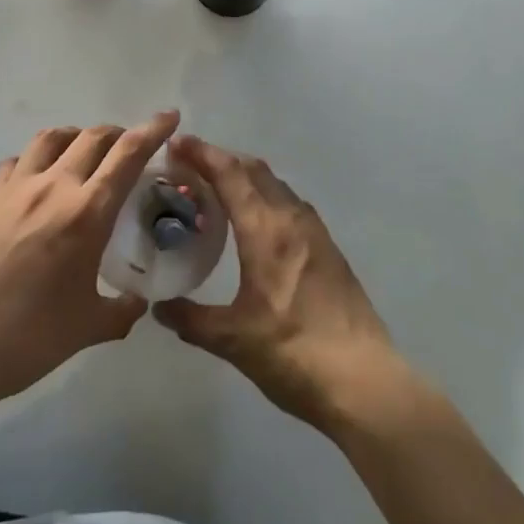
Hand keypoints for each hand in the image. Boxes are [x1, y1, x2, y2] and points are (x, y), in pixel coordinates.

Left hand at [0, 111, 179, 402]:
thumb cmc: (30, 337)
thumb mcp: (90, 327)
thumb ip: (122, 310)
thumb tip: (138, 301)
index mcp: (88, 212)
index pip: (129, 153)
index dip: (153, 129)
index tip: (170, 116)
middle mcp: (55, 186)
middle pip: (93, 136)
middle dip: (118, 134)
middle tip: (129, 149)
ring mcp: (17, 187)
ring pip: (53, 138)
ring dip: (76, 137)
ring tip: (83, 153)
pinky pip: (18, 161)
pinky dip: (37, 160)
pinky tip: (38, 180)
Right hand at [154, 136, 406, 436]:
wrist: (364, 380)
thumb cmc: (294, 354)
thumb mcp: (234, 340)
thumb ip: (192, 319)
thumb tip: (159, 307)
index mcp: (265, 230)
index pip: (230, 173)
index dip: (202, 153)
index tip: (176, 142)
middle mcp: (291, 218)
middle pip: (253, 169)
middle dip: (220, 159)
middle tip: (189, 166)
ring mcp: (315, 231)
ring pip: (274, 184)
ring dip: (244, 176)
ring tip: (216, 190)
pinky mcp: (328, 248)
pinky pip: (289, 203)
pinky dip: (264, 195)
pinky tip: (254, 223)